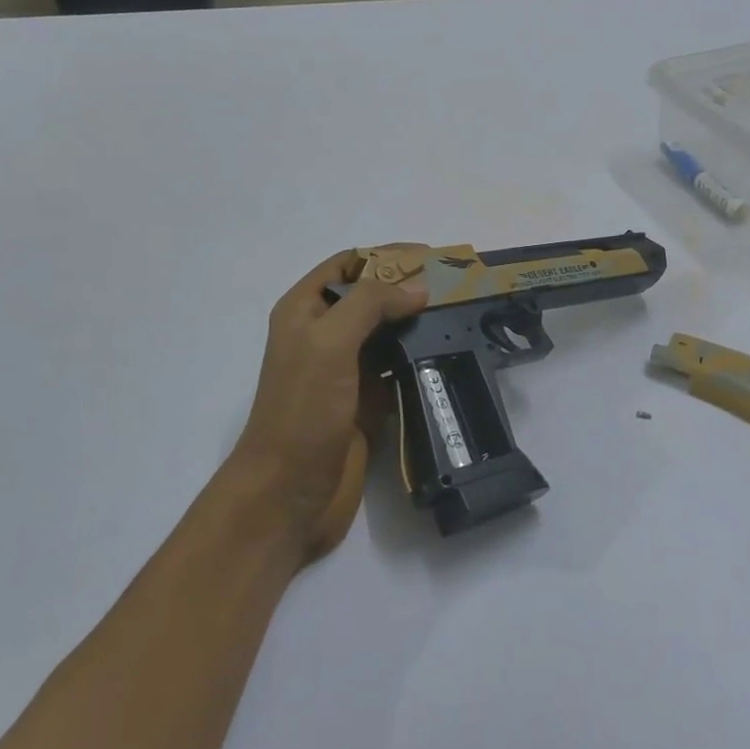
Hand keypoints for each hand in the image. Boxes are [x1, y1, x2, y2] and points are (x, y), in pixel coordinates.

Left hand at [226, 251, 426, 563]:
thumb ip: (370, 305)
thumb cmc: (303, 411)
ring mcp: (346, 371)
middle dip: (408, 287)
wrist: (289, 493)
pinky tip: (448, 356)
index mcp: (304, 311)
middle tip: (457, 287)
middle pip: (371, 297)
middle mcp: (324, 336)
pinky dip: (419, 359)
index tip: (431, 257)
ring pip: (387, 334)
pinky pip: (397, 370)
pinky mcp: (366, 403)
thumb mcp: (329, 343)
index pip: (348, 266)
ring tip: (460, 317)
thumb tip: (418, 287)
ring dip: (418, 323)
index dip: (386, 256)